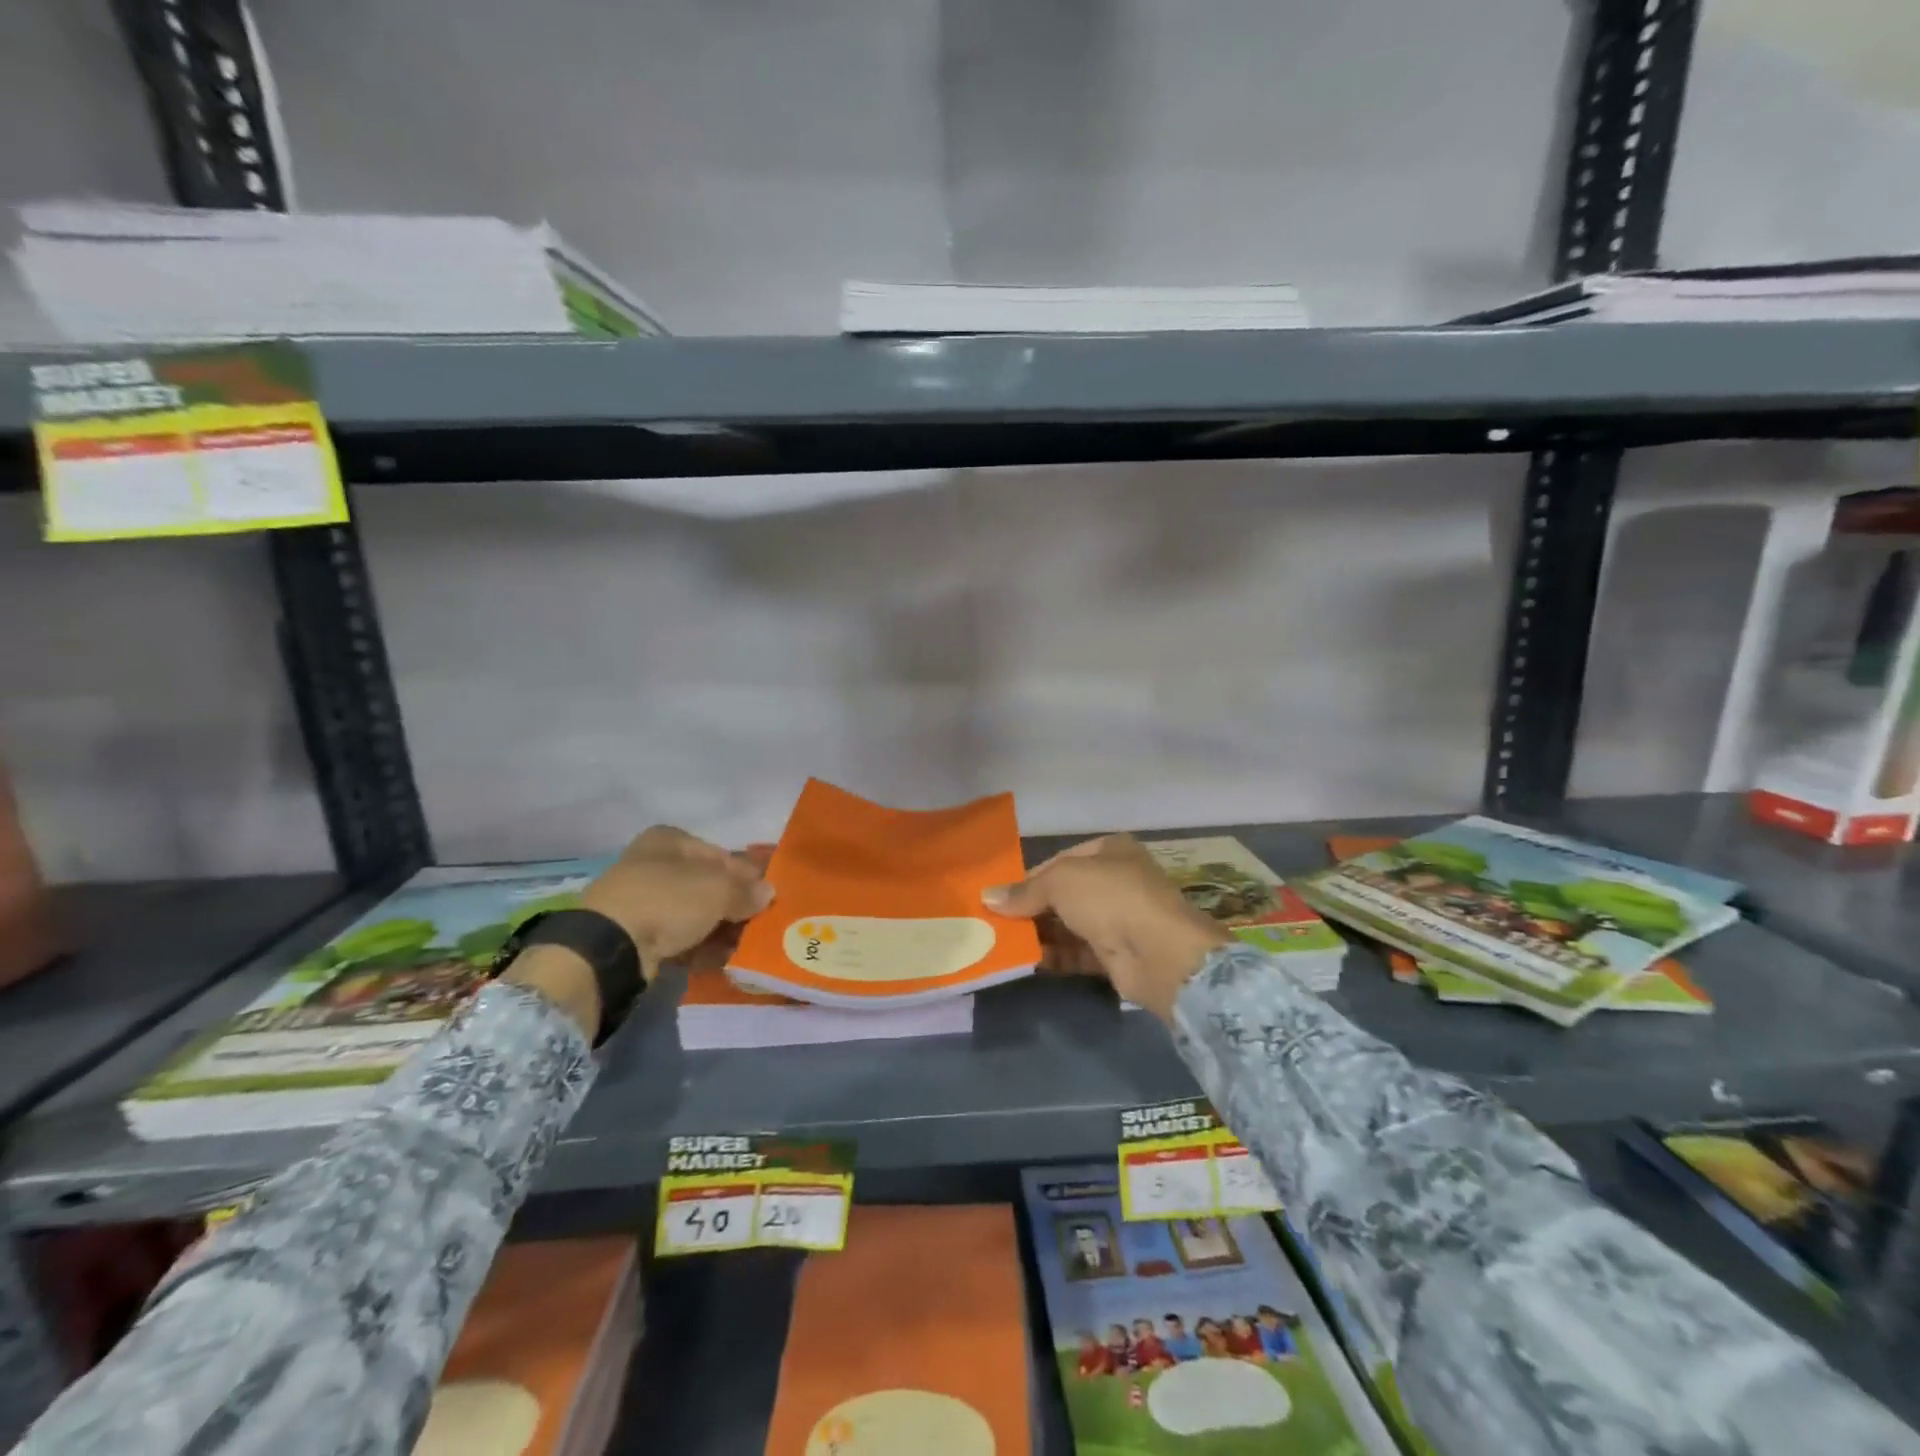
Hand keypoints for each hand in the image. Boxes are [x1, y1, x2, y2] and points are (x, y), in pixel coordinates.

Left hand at [504, 828, 771, 1040]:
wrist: (611, 946)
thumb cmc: (669, 899)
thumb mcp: (719, 889)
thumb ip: (747, 890)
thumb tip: (767, 893)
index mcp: (670, 840)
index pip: (721, 854)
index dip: (747, 875)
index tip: (767, 896)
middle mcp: (654, 864)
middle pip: (707, 885)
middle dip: (734, 905)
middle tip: (760, 924)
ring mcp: (642, 900)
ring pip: (694, 913)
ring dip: (720, 929)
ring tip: (745, 947)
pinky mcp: (635, 934)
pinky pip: (678, 937)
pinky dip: (699, 947)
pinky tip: (721, 960)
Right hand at [983, 835, 1229, 1019]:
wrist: (1159, 953)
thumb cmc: (1110, 898)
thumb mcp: (1061, 881)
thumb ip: (1025, 891)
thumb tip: (988, 897)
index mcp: (1110, 851)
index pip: (1060, 861)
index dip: (1029, 877)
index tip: (1000, 896)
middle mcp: (1117, 881)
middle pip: (1064, 894)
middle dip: (1031, 908)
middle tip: (996, 923)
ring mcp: (1120, 919)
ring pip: (1070, 925)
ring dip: (1039, 934)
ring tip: (1003, 944)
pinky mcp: (1118, 954)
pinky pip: (1078, 952)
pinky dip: (1055, 956)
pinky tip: (1028, 961)